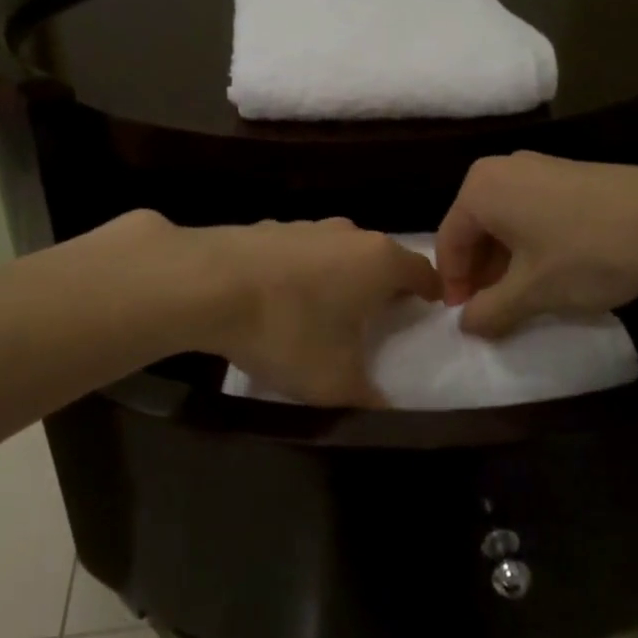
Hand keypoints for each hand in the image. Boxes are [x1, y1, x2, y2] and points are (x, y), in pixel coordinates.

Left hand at [188, 218, 442, 406]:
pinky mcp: (268, 228)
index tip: (428, 312)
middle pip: (380, 258)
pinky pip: (299, 253)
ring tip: (325, 311)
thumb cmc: (288, 330)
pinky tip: (279, 299)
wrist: (207, 284)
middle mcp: (348, 234)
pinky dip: (300, 272)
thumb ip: (370, 399)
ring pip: (338, 252)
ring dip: (339, 277)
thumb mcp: (335, 382)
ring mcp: (306, 226)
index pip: (422, 271)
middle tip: (377, 319)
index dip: (430, 293)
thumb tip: (387, 411)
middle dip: (383, 286)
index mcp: (379, 261)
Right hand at [435, 152, 637, 336]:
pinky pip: (531, 211)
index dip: (453, 284)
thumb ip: (489, 310)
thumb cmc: (586, 254)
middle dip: (480, 272)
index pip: (448, 241)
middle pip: (474, 228)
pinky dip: (531, 244)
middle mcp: (501, 169)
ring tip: (524, 296)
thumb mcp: (532, 292)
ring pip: (505, 221)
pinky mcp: (569, 174)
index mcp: (479, 189)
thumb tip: (466, 323)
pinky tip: (554, 271)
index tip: (466, 318)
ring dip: (506, 262)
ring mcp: (538, 167)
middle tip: (493, 310)